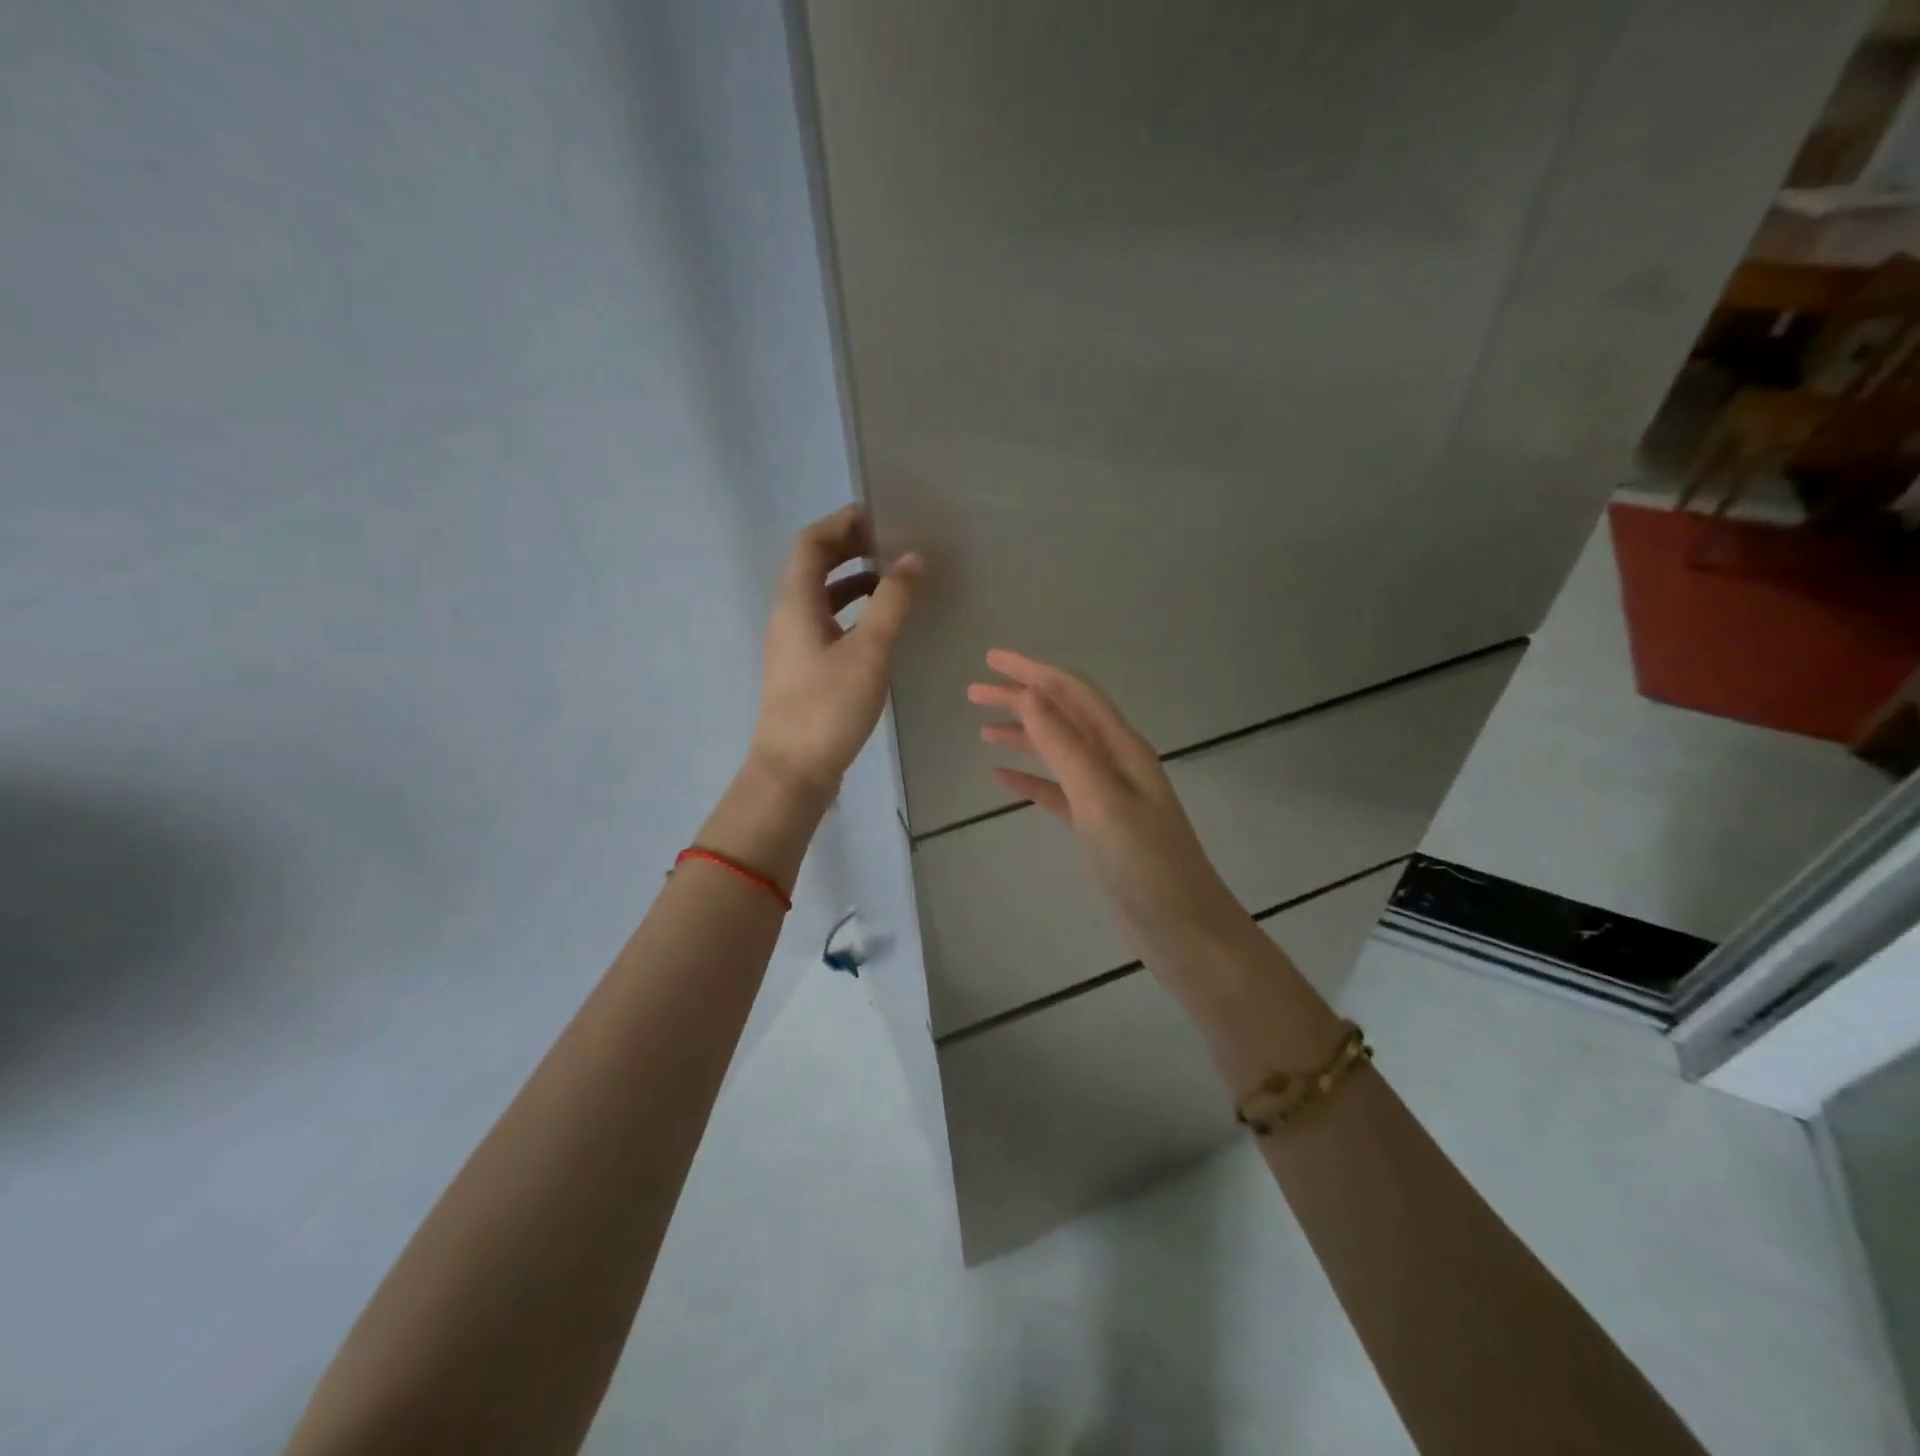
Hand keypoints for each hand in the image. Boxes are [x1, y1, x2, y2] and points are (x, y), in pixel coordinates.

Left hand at [748, 505, 921, 796]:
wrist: (793, 770)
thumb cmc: (828, 707)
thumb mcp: (868, 651)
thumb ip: (891, 603)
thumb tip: (912, 558)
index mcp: (796, 602)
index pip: (811, 543)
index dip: (841, 523)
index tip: (878, 515)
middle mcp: (788, 616)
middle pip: (813, 566)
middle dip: (849, 548)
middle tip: (890, 543)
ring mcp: (793, 644)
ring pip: (820, 597)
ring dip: (852, 581)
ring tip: (892, 580)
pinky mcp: (802, 669)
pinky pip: (826, 623)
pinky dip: (851, 612)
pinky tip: (879, 627)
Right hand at [968, 649, 1249, 962]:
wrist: (1182, 928)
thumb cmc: (1144, 862)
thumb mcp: (1100, 798)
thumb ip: (1064, 746)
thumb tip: (1029, 694)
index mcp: (1121, 747)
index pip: (1072, 692)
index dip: (1032, 671)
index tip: (990, 658)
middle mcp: (1115, 761)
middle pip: (1062, 716)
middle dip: (1020, 698)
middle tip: (974, 692)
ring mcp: (1106, 794)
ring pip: (1057, 751)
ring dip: (1022, 735)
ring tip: (982, 729)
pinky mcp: (1096, 825)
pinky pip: (1057, 790)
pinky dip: (1029, 778)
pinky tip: (1001, 778)